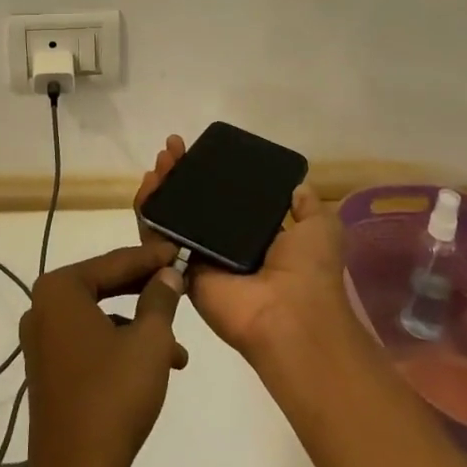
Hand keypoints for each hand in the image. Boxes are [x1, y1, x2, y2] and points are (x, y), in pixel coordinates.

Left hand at [17, 244, 188, 466]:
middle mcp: (44, 308)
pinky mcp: (51, 372)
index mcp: (60, 289)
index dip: (152, 257)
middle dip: (147, 289)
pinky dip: (123, 348)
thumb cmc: (112, 398)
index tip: (180, 250)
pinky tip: (156, 369)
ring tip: (178, 348)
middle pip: (106, 285)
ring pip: (102, 317)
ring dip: (140, 325)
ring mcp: (44, 342)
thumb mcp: (150, 342)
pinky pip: (92, 343)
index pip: (115, 261)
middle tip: (181, 285)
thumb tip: (168, 274)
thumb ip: (160, 299)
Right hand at [135, 134, 352, 361]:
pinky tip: (145, 188)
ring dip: (160, 188)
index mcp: (254, 237)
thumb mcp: (320, 228)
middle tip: (172, 149)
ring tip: (159, 163)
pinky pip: (156, 241)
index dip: (209, 174)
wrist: (291, 317)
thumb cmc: (309, 271)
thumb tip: (298, 186)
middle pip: (191, 204)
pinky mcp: (179, 272)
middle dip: (179, 174)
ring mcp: (199, 259)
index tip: (199, 150)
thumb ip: (307, 206)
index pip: (223, 199)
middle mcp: (224, 247)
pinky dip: (147, 214)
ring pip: (170, 218)